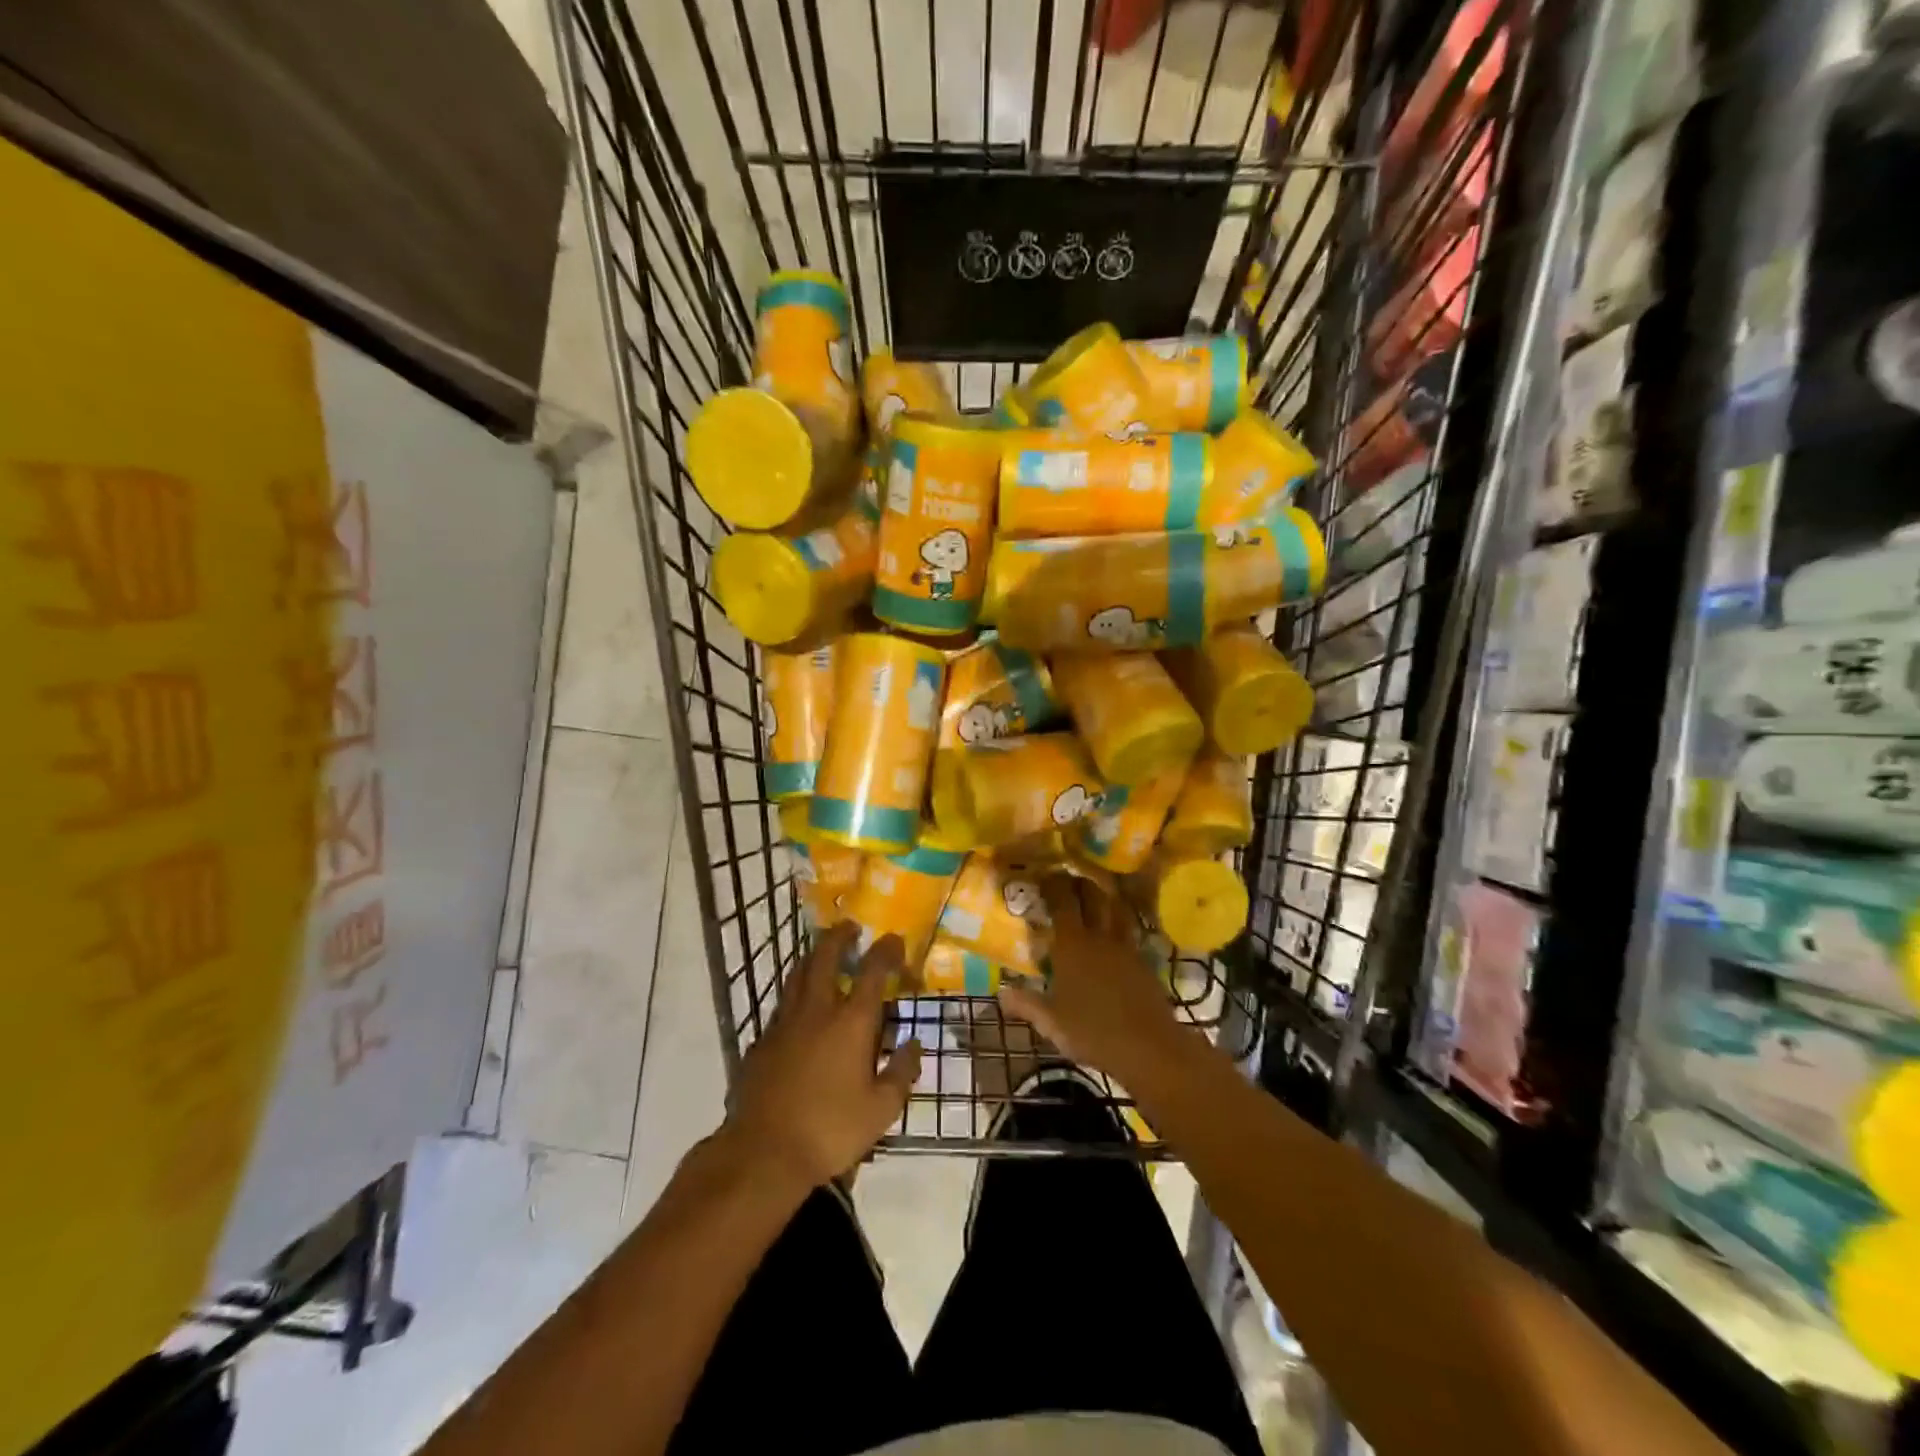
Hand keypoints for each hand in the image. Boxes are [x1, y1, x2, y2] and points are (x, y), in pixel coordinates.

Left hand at [723, 922, 920, 1191]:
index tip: (894, 940)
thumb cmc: (830, 1130)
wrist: (763, 1153)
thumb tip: (914, 1044)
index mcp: (852, 1022)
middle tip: (850, 927)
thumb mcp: (881, 1110)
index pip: (873, 971)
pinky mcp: (761, 1042)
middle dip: (839, 937)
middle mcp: (818, 1011)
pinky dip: (794, 997)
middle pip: (826, 957)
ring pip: (798, 975)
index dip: (886, 950)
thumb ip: (902, 1072)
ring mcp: (784, 1023)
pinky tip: (798, 1011)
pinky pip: (781, 1007)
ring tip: (822, 954)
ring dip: (813, 958)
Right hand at [997, 874, 1182, 1081]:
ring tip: (1096, 895)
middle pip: (1093, 896)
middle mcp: (1099, 937)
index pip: (1062, 902)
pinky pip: (1130, 932)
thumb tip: (1001, 993)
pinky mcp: (1144, 962)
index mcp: (1072, 945)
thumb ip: (1026, 1004)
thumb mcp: (1051, 1022)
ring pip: (1116, 910)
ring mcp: (1125, 948)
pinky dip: (1121, 924)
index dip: (1053, 884)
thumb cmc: (1092, 1032)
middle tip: (1069, 878)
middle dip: (1080, 883)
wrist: (1148, 1047)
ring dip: (1105, 898)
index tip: (1044, 875)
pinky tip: (1116, 934)